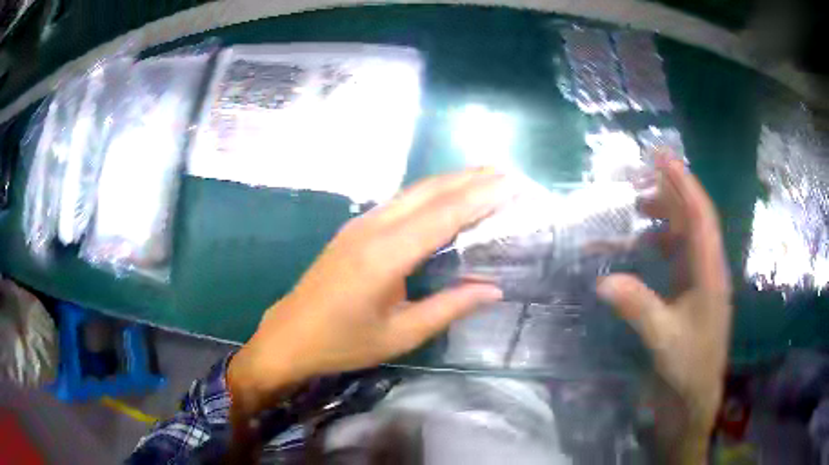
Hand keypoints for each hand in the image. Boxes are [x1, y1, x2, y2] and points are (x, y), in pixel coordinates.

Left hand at [228, 168, 511, 413]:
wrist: (289, 336)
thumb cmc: (343, 342)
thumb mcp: (400, 335)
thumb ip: (449, 308)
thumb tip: (493, 289)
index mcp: (385, 255)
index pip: (443, 215)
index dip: (480, 197)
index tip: (512, 185)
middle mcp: (373, 228)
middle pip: (429, 191)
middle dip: (470, 178)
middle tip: (506, 173)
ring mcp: (360, 224)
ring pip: (413, 191)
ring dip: (451, 181)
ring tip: (484, 178)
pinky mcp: (354, 229)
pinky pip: (400, 202)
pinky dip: (431, 194)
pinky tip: (445, 198)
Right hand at [597, 156, 731, 461]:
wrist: (694, 400)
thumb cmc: (688, 369)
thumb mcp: (664, 339)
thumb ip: (638, 307)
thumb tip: (602, 280)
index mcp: (710, 272)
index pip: (699, 215)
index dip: (682, 182)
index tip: (660, 156)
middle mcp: (707, 268)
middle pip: (692, 218)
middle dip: (668, 194)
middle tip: (637, 183)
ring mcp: (698, 280)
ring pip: (682, 236)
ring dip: (660, 220)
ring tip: (634, 211)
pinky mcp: (689, 292)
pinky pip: (673, 257)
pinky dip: (655, 247)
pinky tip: (636, 250)